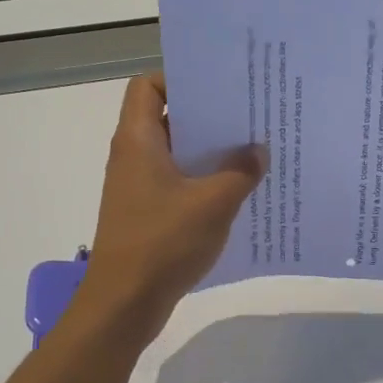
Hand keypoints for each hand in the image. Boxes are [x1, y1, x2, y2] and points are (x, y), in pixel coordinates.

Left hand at [79, 73, 264, 333]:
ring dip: (212, 151)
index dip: (179, 78)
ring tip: (254, 149)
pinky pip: (180, 182)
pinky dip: (206, 180)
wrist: (123, 304)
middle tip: (251, 114)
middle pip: (170, 117)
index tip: (219, 86)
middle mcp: (134, 156)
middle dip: (209, 115)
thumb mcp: (213, 203)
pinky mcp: (149, 212)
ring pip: (179, 153)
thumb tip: (259, 151)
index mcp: (139, 140)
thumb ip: (241, 171)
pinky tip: (240, 190)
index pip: (148, 86)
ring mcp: (140, 186)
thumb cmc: (162, 243)